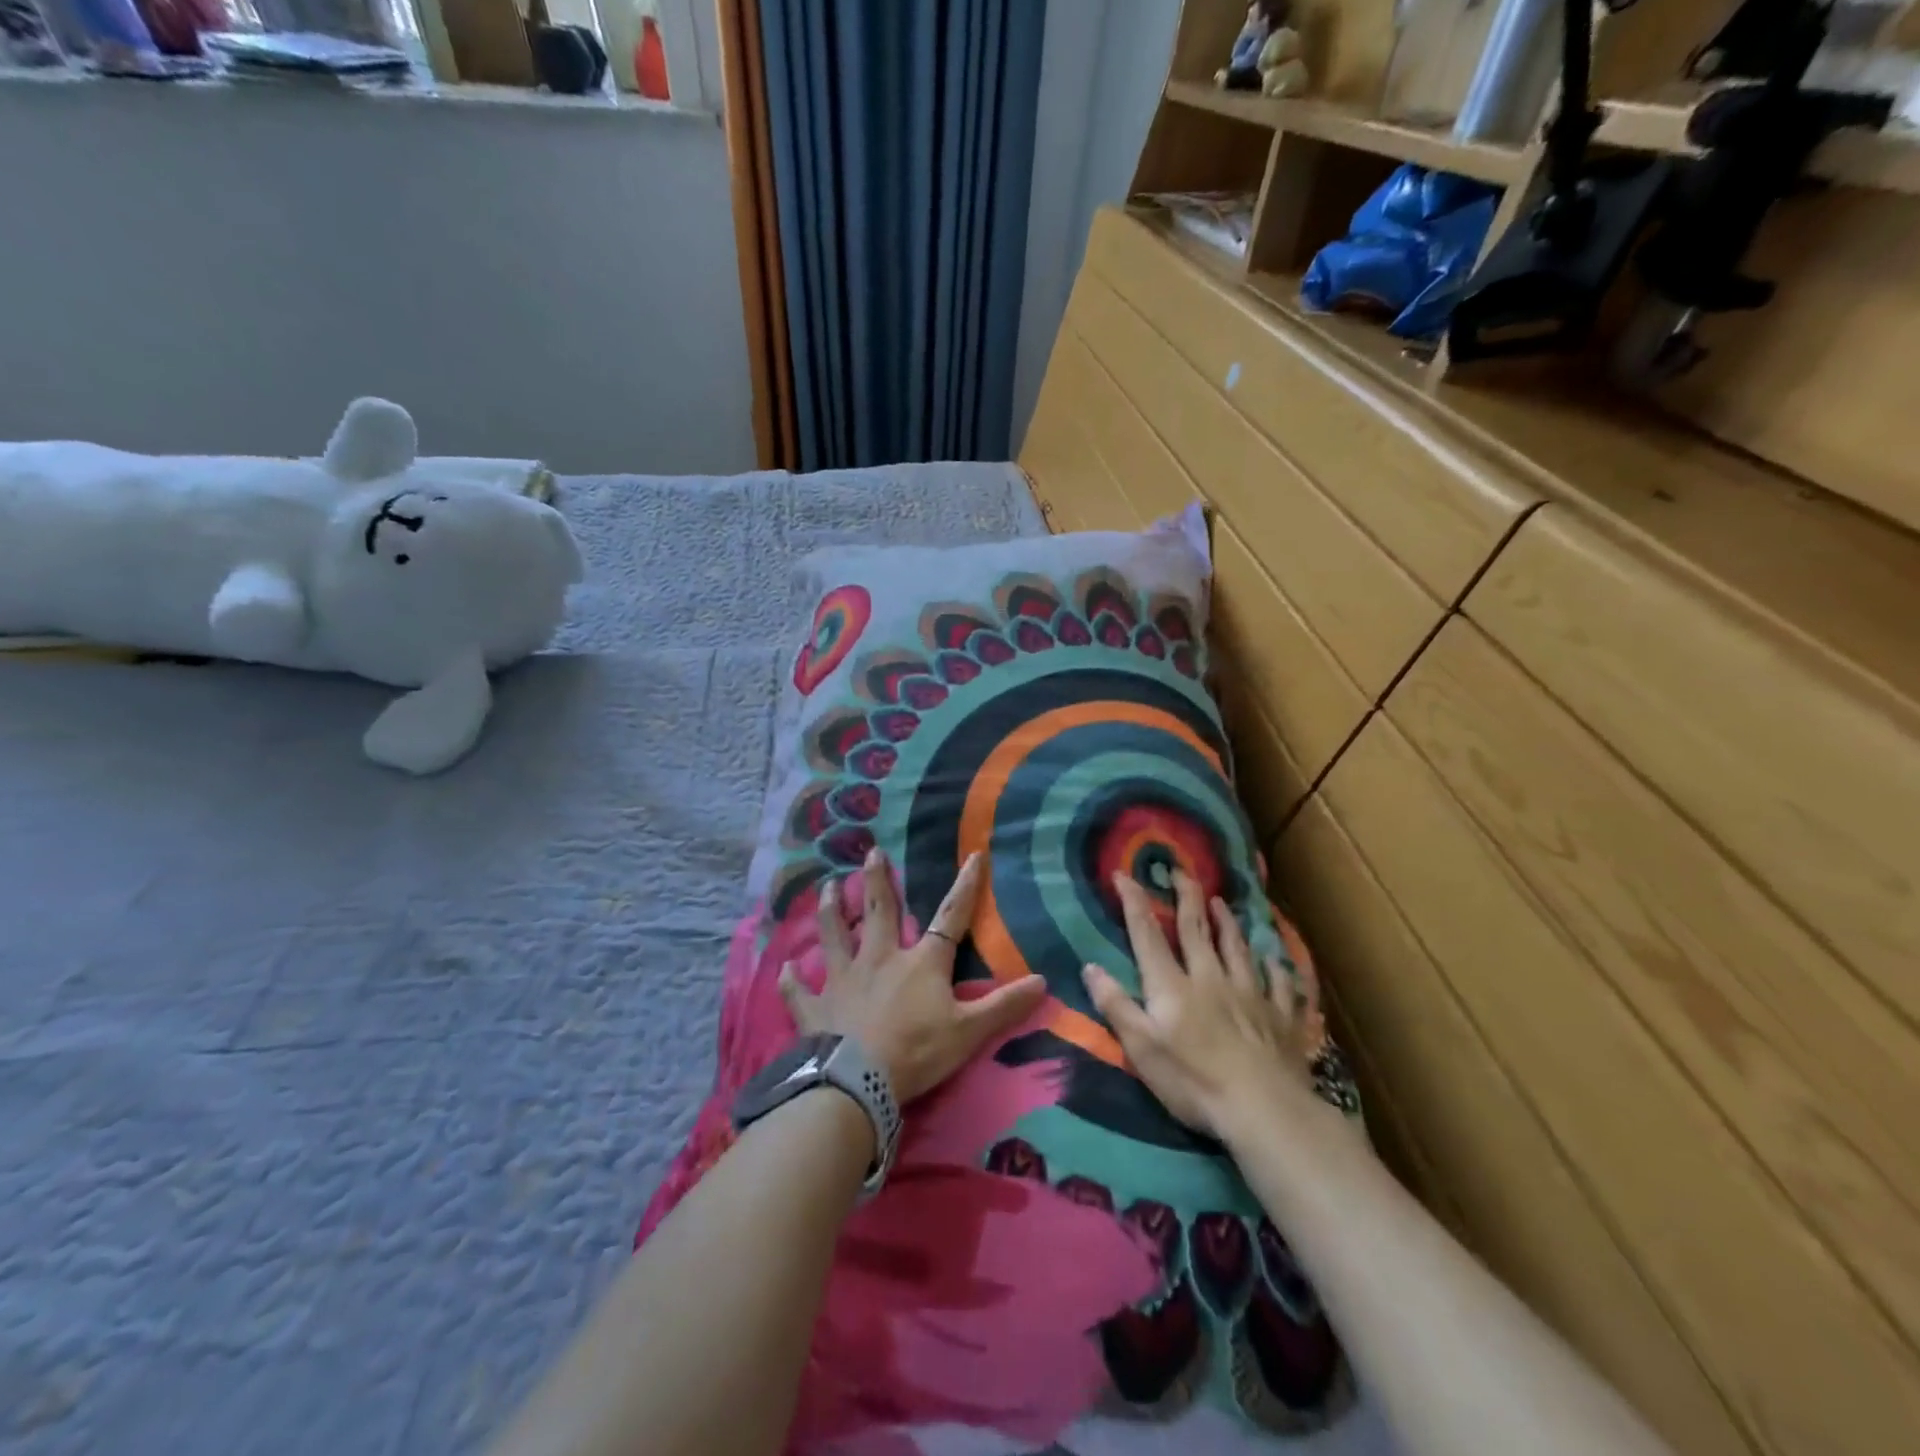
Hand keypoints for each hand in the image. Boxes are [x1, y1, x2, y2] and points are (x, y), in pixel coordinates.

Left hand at [781, 849, 1046, 1104]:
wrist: (857, 1082)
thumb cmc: (917, 1052)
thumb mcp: (969, 1032)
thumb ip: (1004, 1006)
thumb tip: (1043, 981)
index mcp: (920, 963)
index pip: (950, 918)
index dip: (965, 887)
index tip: (973, 855)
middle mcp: (879, 959)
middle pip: (879, 911)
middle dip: (878, 880)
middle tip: (871, 852)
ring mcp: (843, 979)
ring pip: (834, 936)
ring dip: (830, 911)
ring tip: (827, 887)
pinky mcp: (816, 1007)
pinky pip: (799, 990)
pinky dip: (790, 981)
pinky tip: (781, 969)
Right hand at [1082, 869, 1324, 1138]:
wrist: (1264, 1108)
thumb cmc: (1193, 1082)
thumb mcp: (1142, 1048)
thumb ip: (1116, 1005)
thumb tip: (1090, 966)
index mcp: (1173, 986)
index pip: (1148, 935)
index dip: (1134, 902)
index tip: (1123, 874)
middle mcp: (1210, 978)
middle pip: (1197, 930)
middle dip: (1186, 897)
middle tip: (1180, 871)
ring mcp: (1250, 994)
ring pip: (1237, 949)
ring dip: (1228, 923)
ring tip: (1222, 902)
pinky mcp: (1281, 1017)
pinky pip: (1281, 985)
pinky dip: (1278, 969)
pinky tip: (1278, 960)